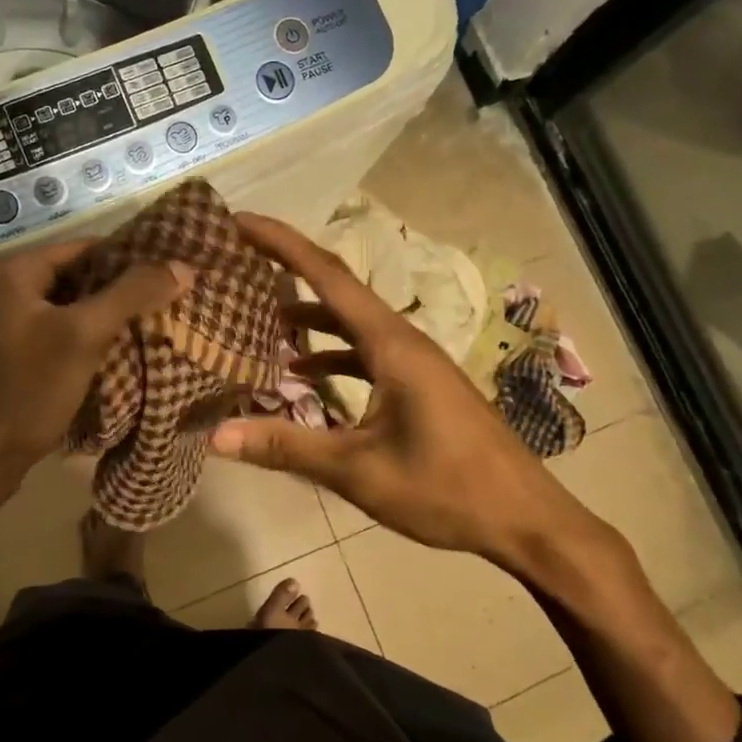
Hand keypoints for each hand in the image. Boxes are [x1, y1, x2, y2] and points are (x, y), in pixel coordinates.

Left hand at [0, 239, 190, 533]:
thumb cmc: (28, 390)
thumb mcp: (83, 336)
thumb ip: (132, 295)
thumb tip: (183, 266)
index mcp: (14, 271)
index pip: (86, 247)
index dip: (131, 257)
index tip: (172, 271)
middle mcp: (6, 287)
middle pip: (80, 275)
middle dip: (123, 287)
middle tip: (173, 297)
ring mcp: (8, 322)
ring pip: (73, 305)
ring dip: (110, 313)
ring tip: (160, 319)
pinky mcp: (15, 352)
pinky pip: (62, 331)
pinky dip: (92, 336)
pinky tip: (126, 348)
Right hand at [209, 213, 592, 569]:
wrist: (525, 520)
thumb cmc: (446, 489)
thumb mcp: (359, 471)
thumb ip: (287, 447)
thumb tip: (216, 436)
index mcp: (390, 343)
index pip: (326, 275)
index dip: (280, 243)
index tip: (238, 221)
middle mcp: (401, 338)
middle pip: (335, 288)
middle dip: (287, 267)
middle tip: (237, 257)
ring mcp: (413, 360)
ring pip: (350, 321)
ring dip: (307, 315)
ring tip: (255, 317)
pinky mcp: (418, 383)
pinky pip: (364, 351)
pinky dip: (330, 353)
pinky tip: (302, 375)